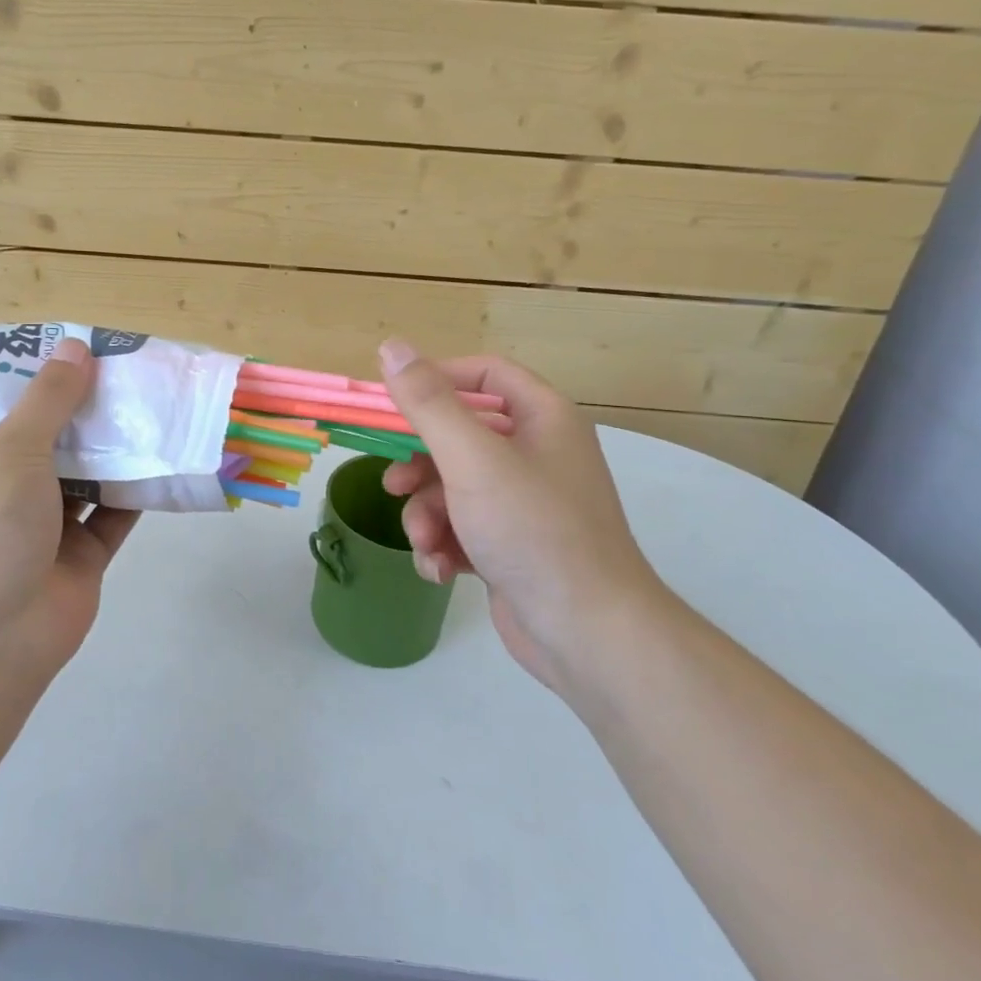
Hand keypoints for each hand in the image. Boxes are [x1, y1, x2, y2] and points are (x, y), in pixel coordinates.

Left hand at [0, 338, 138, 677]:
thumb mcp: (9, 451)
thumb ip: (48, 401)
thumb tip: (77, 347)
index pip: (9, 414)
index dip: (43, 382)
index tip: (79, 351)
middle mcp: (10, 495)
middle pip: (56, 443)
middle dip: (89, 412)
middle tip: (128, 372)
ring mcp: (48, 529)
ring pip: (90, 478)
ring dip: (118, 449)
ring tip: (154, 404)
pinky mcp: (84, 558)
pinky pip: (116, 515)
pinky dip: (139, 490)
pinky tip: (167, 456)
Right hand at [377, 340, 668, 692]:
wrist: (588, 633)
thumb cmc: (533, 531)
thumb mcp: (472, 459)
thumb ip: (429, 403)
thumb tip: (392, 347)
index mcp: (542, 419)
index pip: (485, 375)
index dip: (437, 381)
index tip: (393, 403)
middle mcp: (537, 454)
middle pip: (460, 436)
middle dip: (421, 466)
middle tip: (394, 485)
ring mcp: (525, 503)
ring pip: (453, 488)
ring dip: (427, 515)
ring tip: (426, 543)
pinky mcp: (512, 545)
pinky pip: (463, 527)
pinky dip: (445, 545)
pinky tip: (440, 571)